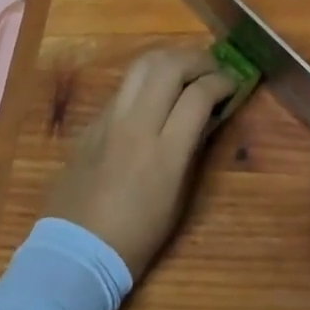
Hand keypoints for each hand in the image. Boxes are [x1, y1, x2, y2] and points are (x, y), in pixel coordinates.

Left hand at [43, 45, 236, 278]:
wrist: (76, 251)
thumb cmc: (136, 237)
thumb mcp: (178, 198)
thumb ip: (192, 150)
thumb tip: (207, 116)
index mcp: (164, 153)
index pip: (198, 96)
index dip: (222, 82)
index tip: (233, 82)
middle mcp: (137, 125)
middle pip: (170, 66)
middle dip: (198, 60)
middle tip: (213, 68)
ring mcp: (111, 119)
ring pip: (143, 64)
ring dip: (171, 58)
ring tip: (186, 68)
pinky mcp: (94, 120)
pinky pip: (125, 85)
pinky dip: (148, 77)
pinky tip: (156, 90)